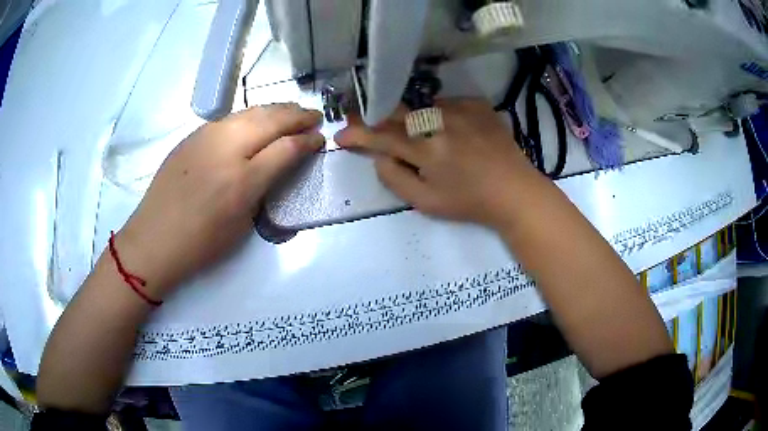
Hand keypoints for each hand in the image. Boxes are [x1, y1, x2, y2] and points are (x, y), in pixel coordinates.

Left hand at [115, 103, 323, 298]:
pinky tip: (257, 121)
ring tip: (291, 111)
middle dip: (297, 116)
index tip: (320, 139)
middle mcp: (227, 148)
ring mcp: (207, 136)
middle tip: (314, 116)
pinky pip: (230, 118)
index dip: (307, 141)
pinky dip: (252, 116)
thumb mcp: (241, 224)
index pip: (286, 148)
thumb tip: (278, 164)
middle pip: (271, 119)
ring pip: (250, 112)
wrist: (154, 238)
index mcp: (242, 180)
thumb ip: (263, 188)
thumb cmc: (200, 243)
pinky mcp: (193, 135)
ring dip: (276, 110)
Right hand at [335, 98, 537, 227]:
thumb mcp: (426, 202)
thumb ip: (395, 178)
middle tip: (365, 119)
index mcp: (426, 149)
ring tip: (412, 129)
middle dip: (375, 114)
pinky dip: (438, 114)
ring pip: (421, 105)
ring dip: (409, 115)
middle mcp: (440, 121)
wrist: (514, 191)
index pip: (381, 135)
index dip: (357, 134)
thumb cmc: (469, 202)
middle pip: (396, 110)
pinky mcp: (477, 104)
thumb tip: (378, 155)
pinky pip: (446, 103)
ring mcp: (461, 109)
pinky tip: (446, 128)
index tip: (341, 135)